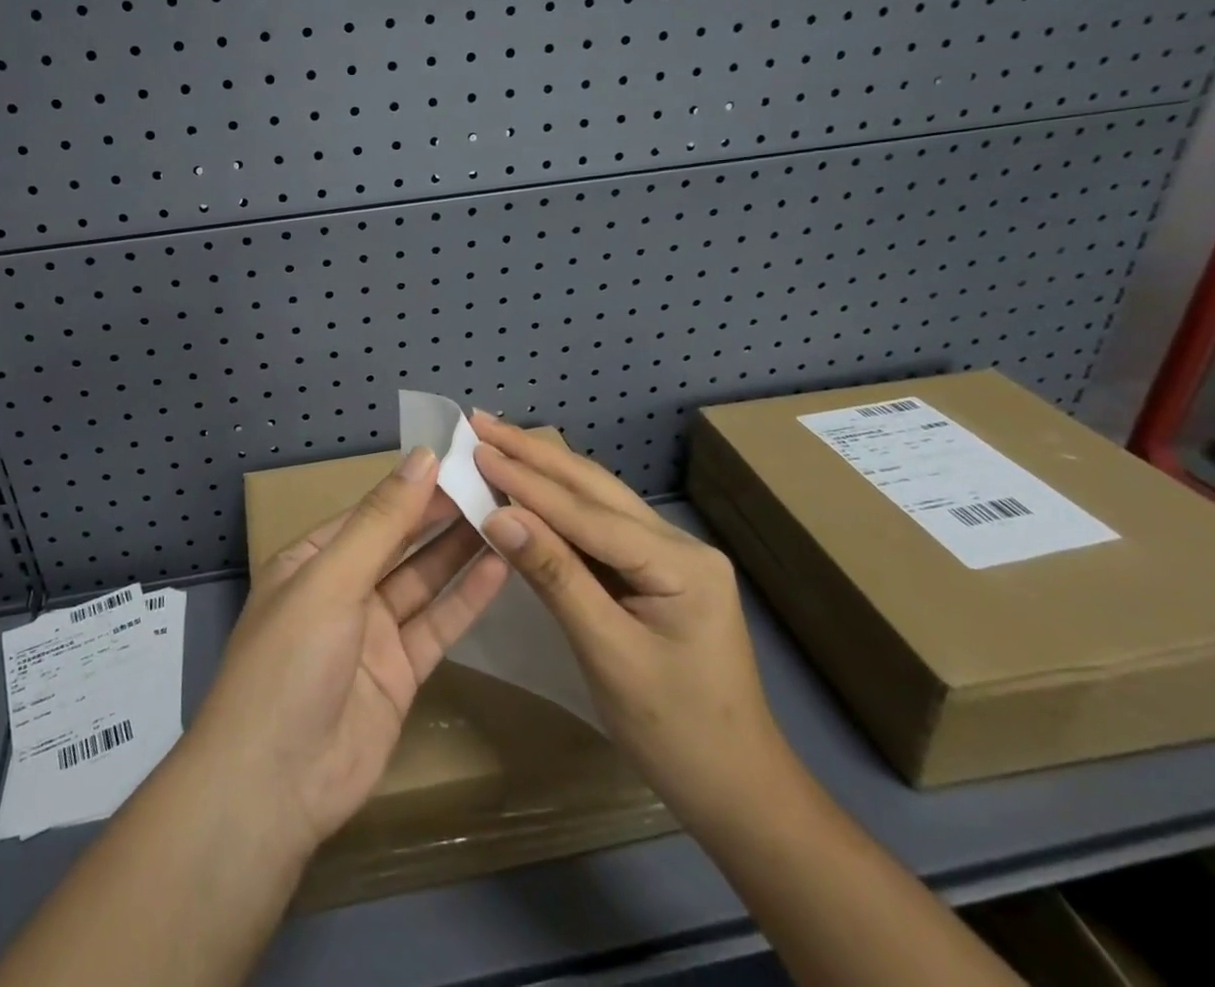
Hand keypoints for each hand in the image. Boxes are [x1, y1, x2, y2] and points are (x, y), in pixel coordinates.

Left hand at [185, 447, 510, 855]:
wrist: (274, 786)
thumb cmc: (291, 661)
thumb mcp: (332, 579)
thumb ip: (382, 521)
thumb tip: (422, 456)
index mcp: (313, 559)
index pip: (371, 511)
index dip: (414, 486)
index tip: (462, 459)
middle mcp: (343, 589)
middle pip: (400, 543)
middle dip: (442, 515)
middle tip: (495, 484)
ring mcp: (372, 634)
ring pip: (423, 581)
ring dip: (460, 551)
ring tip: (507, 516)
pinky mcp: (400, 674)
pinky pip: (437, 626)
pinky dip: (466, 598)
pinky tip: (499, 567)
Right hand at [471, 412, 788, 828]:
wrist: (739, 792)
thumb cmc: (676, 733)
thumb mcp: (609, 655)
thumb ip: (555, 577)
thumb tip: (498, 514)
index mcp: (680, 563)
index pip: (586, 512)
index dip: (526, 480)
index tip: (474, 449)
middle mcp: (677, 544)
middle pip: (593, 488)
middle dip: (532, 454)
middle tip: (478, 422)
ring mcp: (669, 556)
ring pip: (595, 499)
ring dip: (542, 470)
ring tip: (494, 440)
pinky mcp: (654, 572)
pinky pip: (597, 527)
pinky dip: (555, 504)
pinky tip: (527, 487)